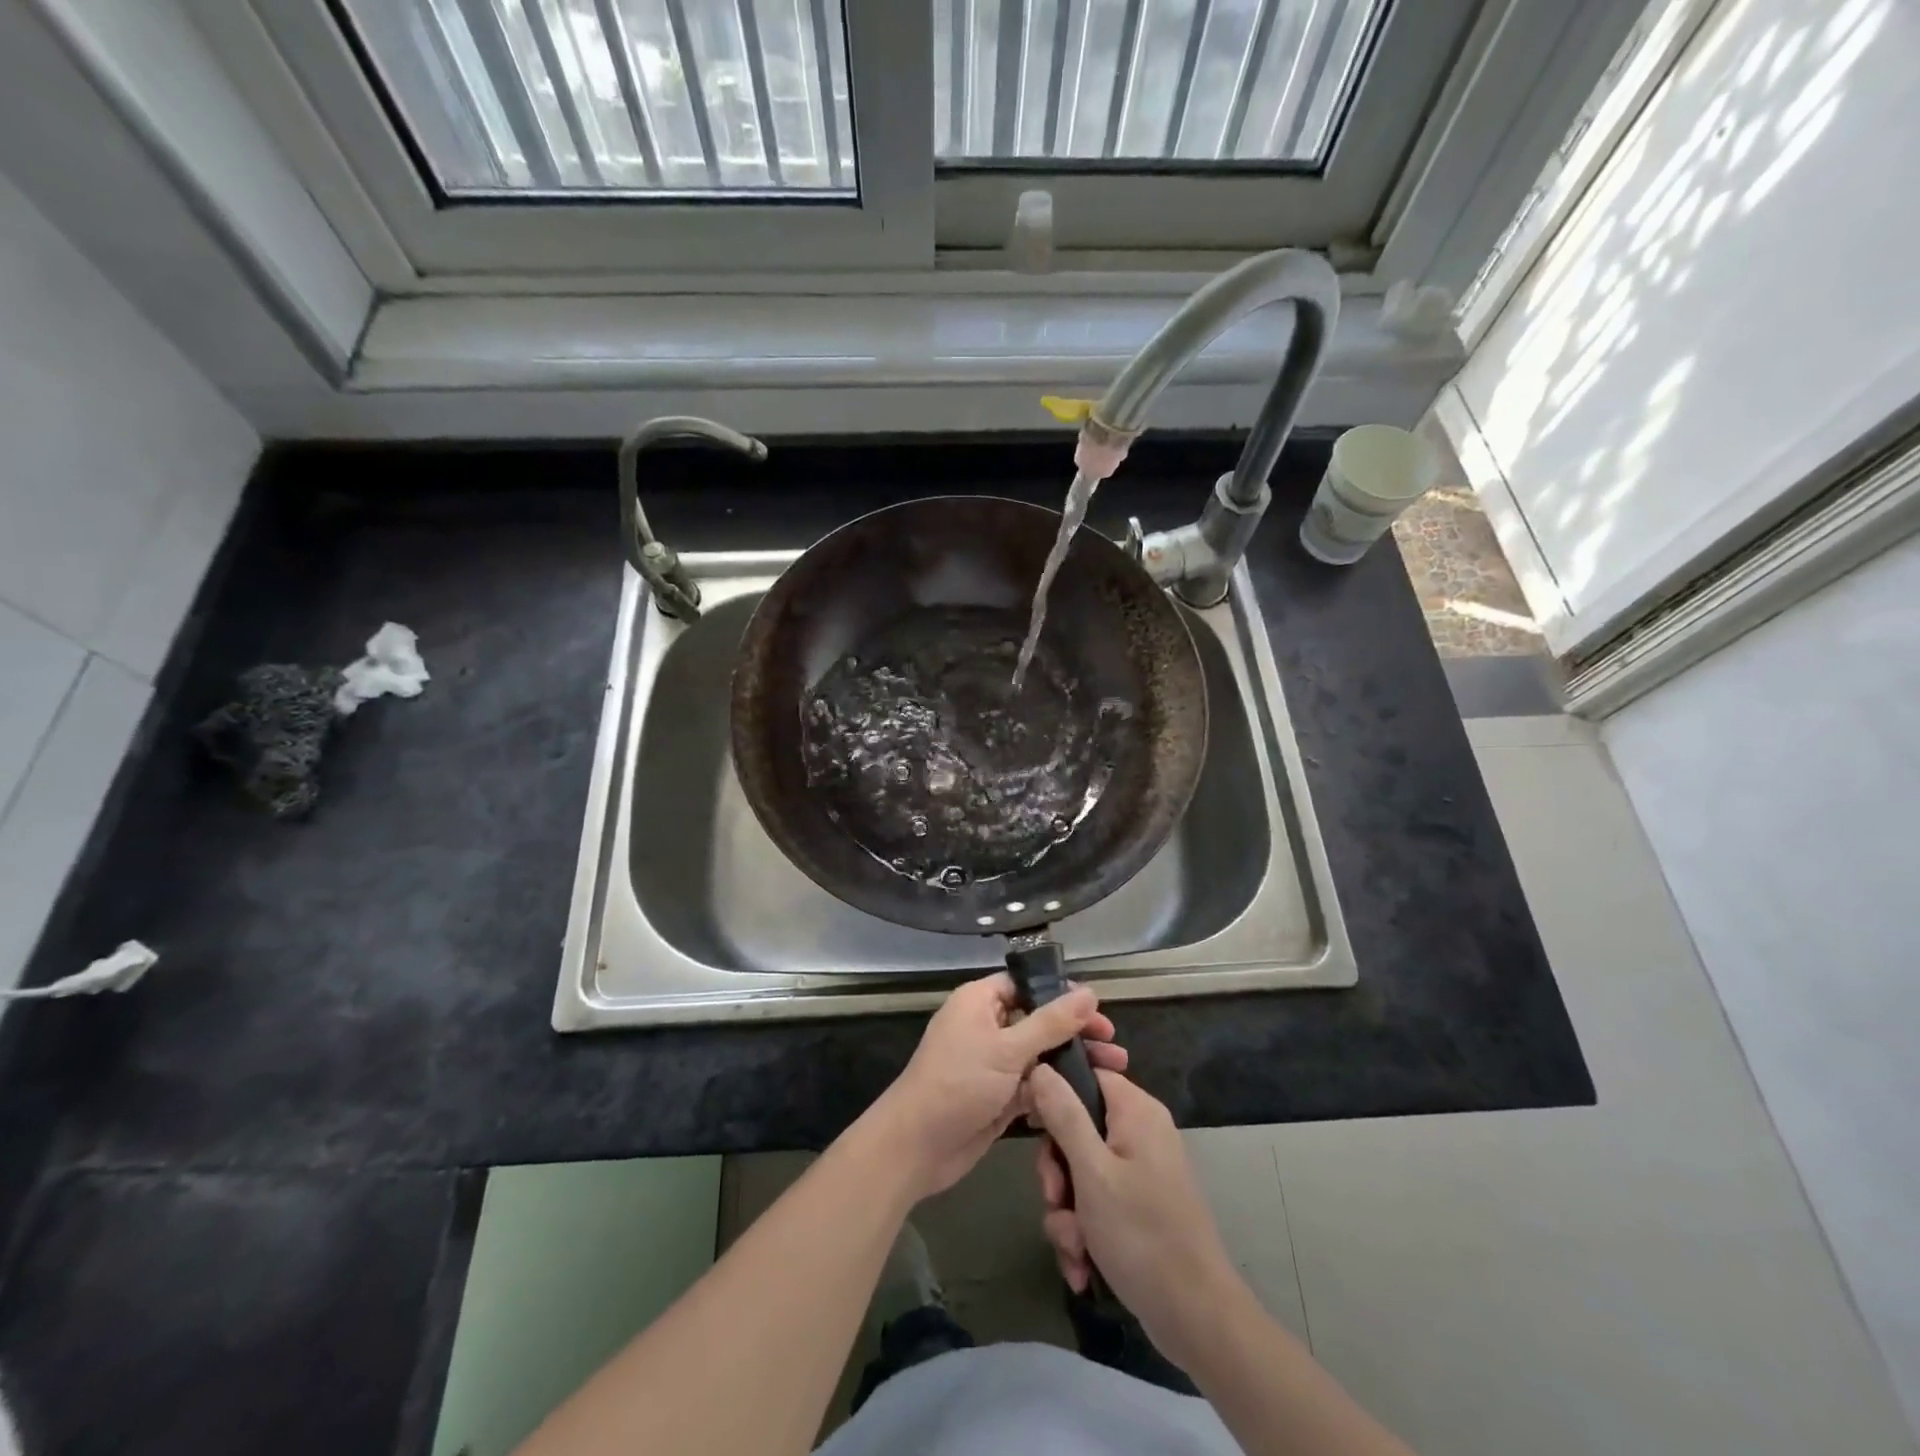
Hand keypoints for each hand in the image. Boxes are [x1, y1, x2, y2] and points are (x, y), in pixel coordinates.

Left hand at [870, 973, 1126, 1202]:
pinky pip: (1033, 1086)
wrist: (917, 1146)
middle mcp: (986, 1026)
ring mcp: (992, 1063)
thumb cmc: (959, 1083)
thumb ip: (1051, 1022)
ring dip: (1072, 1063)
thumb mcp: (1008, 1048)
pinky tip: (1087, 1099)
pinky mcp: (998, 1096)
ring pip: (1039, 1055)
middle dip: (1075, 1033)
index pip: (1026, 985)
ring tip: (1114, 1072)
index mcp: (979, 1001)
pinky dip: (1055, 1090)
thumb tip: (1090, 992)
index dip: (1061, 994)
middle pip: (1038, 1021)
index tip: (1098, 1009)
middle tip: (1113, 1046)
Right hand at [1029, 1065, 1239, 1369]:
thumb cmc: (1142, 1234)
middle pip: (1078, 1128)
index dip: (1054, 1092)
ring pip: (1081, 1173)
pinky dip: (1085, 1232)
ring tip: (1074, 1247)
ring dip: (1067, 1212)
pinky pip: (1097, 1203)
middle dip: (1058, 1172)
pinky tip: (1083, 1265)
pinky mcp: (1140, 1207)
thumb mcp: (1091, 1172)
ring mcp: (1141, 1171)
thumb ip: (1064, 1115)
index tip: (1030, 1123)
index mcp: (1136, 1111)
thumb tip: (1040, 1066)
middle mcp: (1140, 1132)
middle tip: (1055, 1199)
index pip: (1087, 1074)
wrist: (1197, 1319)